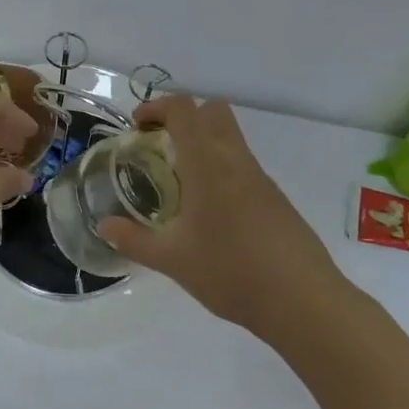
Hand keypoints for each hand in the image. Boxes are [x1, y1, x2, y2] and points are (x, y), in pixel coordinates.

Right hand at [102, 95, 344, 335]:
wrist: (304, 301)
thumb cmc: (231, 272)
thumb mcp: (173, 260)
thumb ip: (135, 240)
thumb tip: (104, 226)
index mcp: (208, 163)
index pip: (184, 109)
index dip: (157, 107)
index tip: (138, 126)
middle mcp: (235, 160)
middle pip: (213, 111)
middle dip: (184, 117)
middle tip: (160, 144)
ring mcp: (260, 178)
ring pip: (230, 137)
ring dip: (203, 143)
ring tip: (180, 181)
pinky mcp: (276, 198)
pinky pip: (243, 165)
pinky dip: (221, 169)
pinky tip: (210, 212)